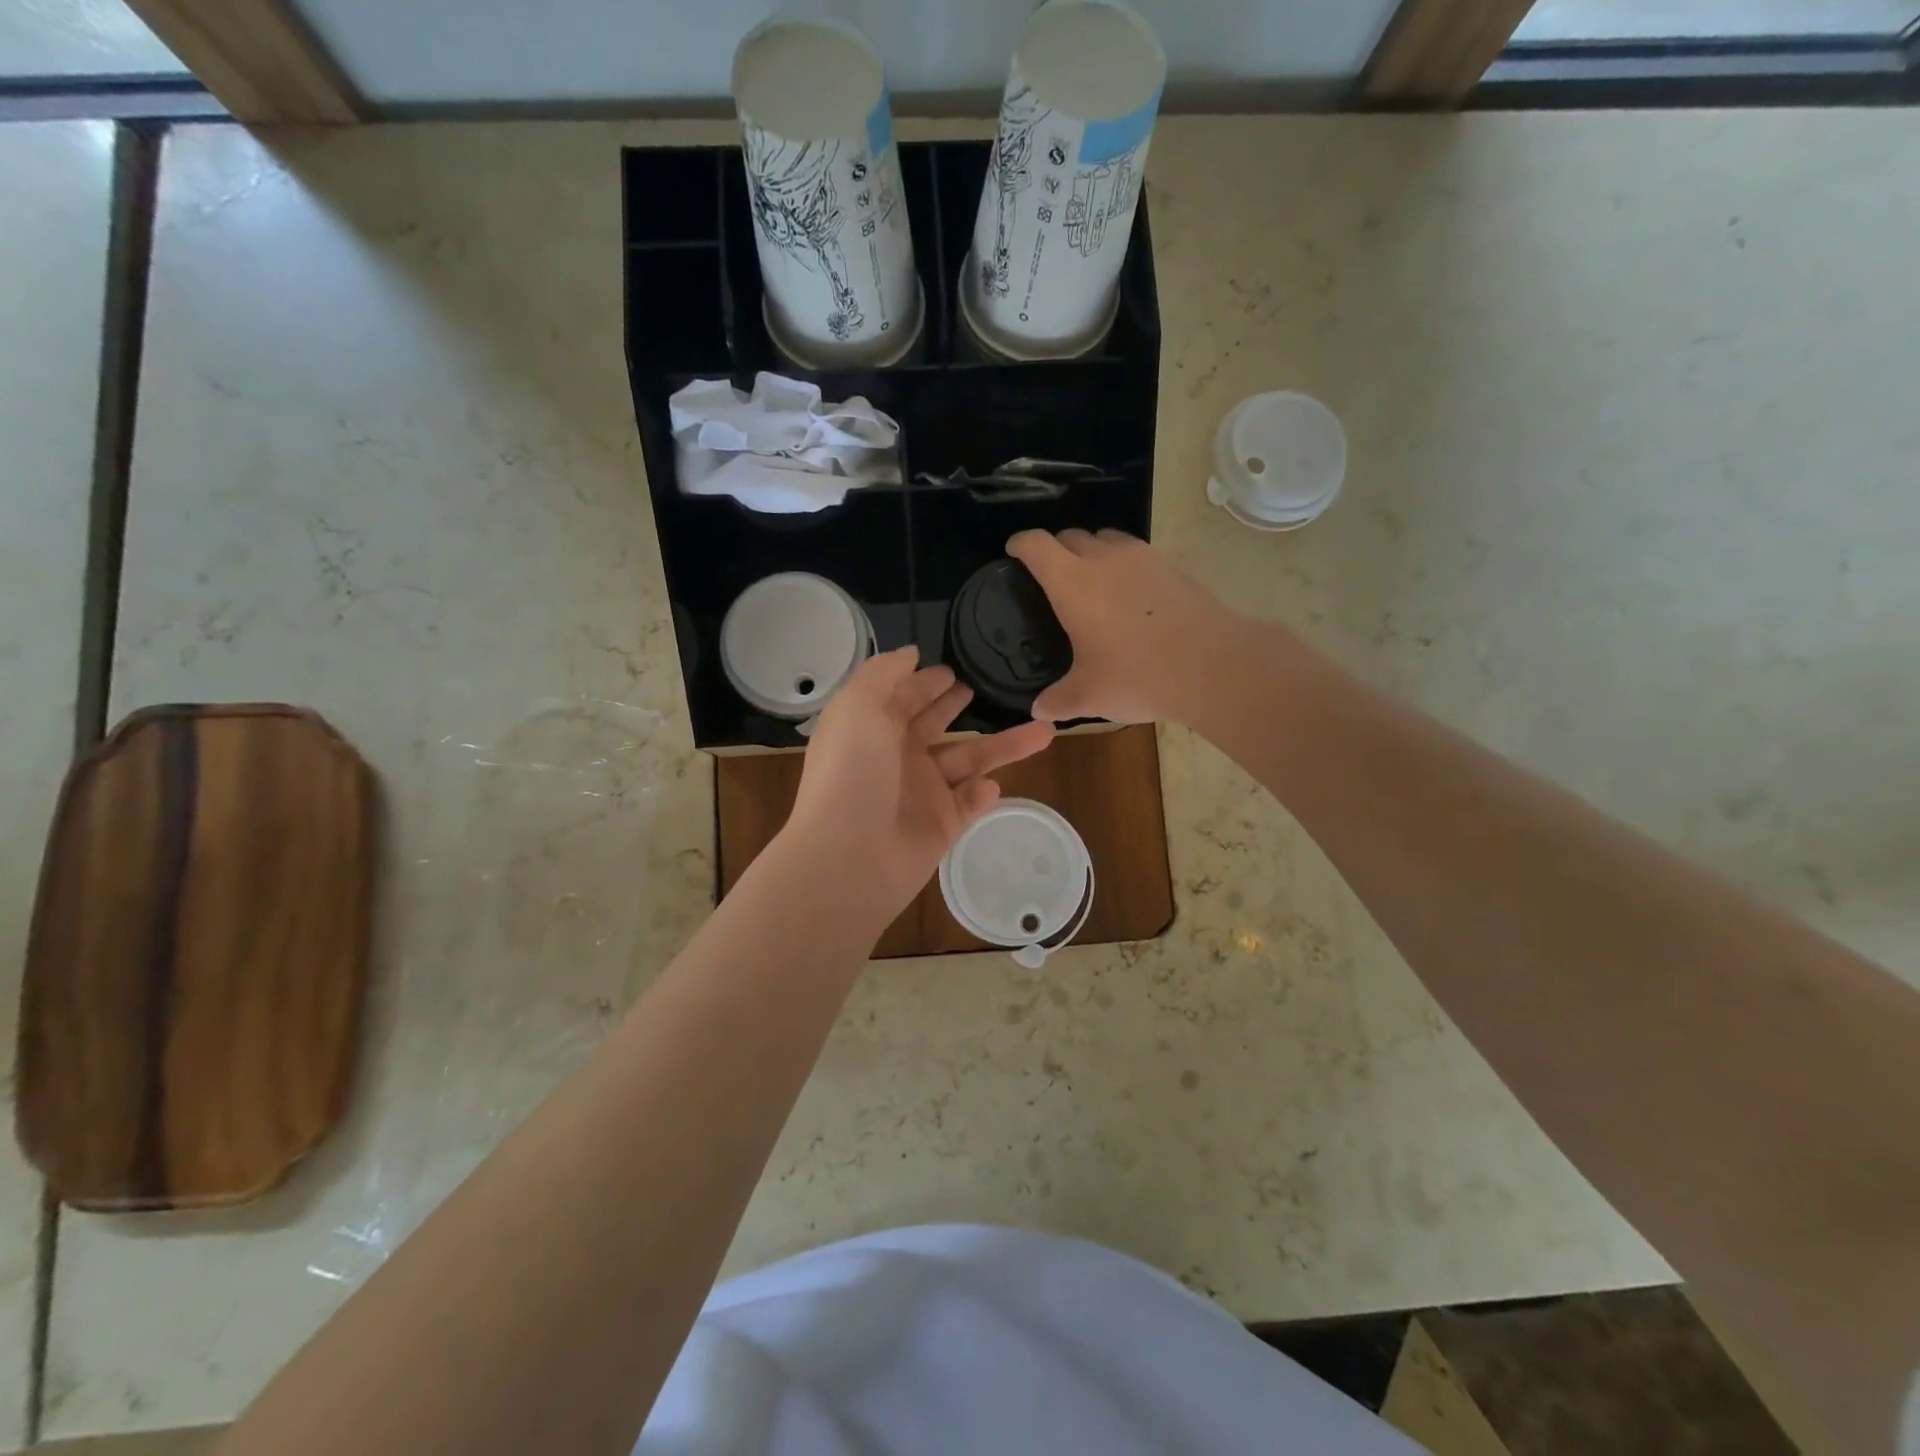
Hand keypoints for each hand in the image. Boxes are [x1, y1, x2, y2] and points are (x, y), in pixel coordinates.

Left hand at [780, 647, 1054, 930]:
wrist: (850, 855)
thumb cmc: (852, 772)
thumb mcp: (858, 706)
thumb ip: (884, 673)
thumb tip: (912, 653)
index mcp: (873, 727)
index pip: (903, 696)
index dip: (925, 681)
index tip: (953, 666)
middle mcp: (897, 756)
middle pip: (935, 724)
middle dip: (955, 705)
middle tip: (983, 687)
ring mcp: (921, 792)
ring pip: (970, 760)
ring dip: (1004, 746)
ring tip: (1045, 729)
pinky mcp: (942, 825)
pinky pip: (970, 802)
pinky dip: (983, 793)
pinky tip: (992, 785)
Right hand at [1007, 529, 1246, 724]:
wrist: (1212, 665)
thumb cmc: (1137, 675)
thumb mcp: (1088, 695)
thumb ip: (1057, 700)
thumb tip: (1038, 710)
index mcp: (1072, 582)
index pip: (1036, 545)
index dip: (1020, 544)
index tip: (1014, 552)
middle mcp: (1104, 559)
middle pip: (1071, 536)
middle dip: (1055, 549)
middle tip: (1051, 575)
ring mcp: (1142, 558)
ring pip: (1107, 538)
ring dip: (1092, 551)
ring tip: (1092, 580)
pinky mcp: (1172, 566)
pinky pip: (1137, 554)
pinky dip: (1124, 565)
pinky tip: (1131, 595)